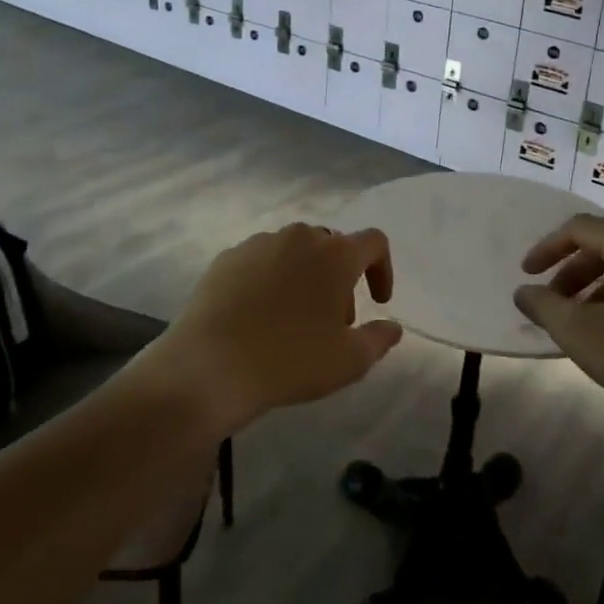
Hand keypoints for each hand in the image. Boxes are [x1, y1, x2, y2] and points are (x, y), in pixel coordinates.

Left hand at [150, 223, 402, 432]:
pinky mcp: (227, 258)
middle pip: (332, 245)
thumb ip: (380, 339)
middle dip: (340, 277)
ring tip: (294, 319)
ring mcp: (260, 244)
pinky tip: (258, 316)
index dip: (382, 268)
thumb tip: (393, 327)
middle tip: (334, 320)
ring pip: (294, 251)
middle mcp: (300, 237)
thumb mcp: (349, 361)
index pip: (374, 242)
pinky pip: (260, 261)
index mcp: (336, 254)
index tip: (378, 301)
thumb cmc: (291, 360)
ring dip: (305, 276)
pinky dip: (270, 280)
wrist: (209, 366)